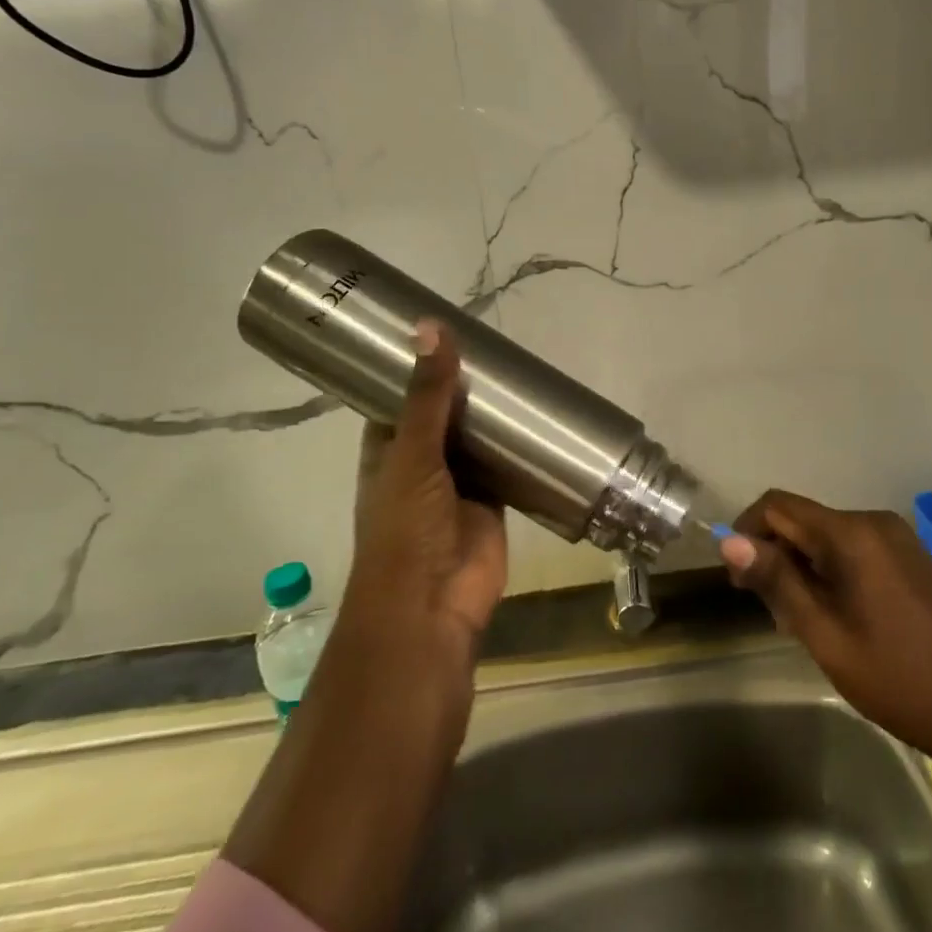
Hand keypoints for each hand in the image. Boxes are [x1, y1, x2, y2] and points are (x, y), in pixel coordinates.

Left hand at [342, 320, 507, 695]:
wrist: (432, 604)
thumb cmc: (404, 528)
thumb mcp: (412, 453)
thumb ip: (428, 394)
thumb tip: (431, 327)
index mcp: (389, 447)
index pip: (400, 395)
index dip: (417, 364)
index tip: (442, 327)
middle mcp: (423, 459)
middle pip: (445, 411)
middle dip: (465, 384)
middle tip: (496, 340)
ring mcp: (459, 480)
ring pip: (479, 435)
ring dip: (495, 412)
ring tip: (522, 366)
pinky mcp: (494, 498)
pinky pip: (508, 462)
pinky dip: (521, 444)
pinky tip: (542, 413)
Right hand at [720, 491, 931, 784]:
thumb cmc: (895, 677)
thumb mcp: (824, 634)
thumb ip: (776, 581)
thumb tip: (727, 540)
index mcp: (851, 533)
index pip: (778, 506)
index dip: (747, 533)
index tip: (738, 580)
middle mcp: (873, 521)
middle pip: (803, 520)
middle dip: (776, 555)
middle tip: (770, 612)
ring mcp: (896, 537)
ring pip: (827, 536)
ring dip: (803, 566)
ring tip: (802, 621)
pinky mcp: (909, 555)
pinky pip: (853, 547)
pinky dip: (831, 569)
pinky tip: (836, 614)